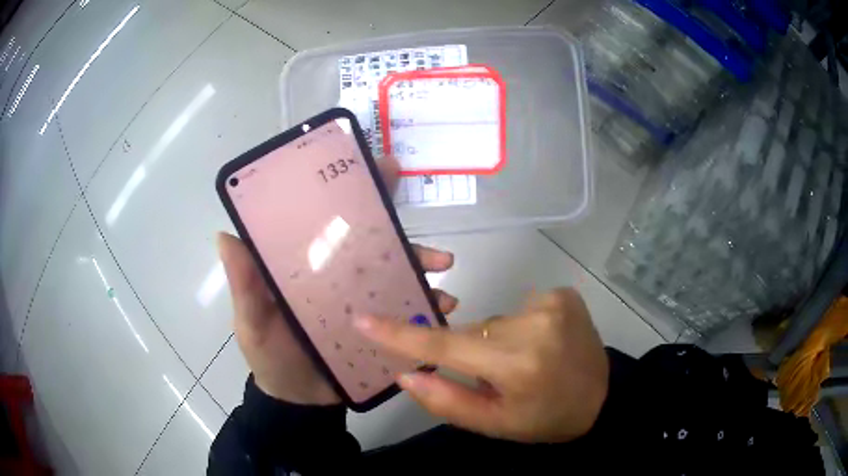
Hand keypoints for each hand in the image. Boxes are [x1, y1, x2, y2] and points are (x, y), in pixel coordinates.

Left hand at [218, 156, 458, 404]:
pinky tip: (443, 308)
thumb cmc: (270, 356)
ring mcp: (362, 299)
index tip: (381, 168)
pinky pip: (406, 308)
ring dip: (422, 264)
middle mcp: (337, 274)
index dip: (353, 190)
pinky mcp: (379, 324)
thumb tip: (224, 236)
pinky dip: (427, 304)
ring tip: (442, 268)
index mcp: (307, 263)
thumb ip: (243, 285)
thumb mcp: (251, 321)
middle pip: (372, 241)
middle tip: (421, 222)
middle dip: (402, 229)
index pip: (329, 219)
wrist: (299, 400)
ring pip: (396, 271)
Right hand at [354, 288, 608, 442]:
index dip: (401, 335)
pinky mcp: (563, 294)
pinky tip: (542, 344)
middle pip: (471, 332)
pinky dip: (520, 327)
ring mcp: (552, 302)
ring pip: (495, 321)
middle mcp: (533, 325)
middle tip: (496, 376)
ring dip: (498, 341)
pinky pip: (520, 309)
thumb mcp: (495, 425)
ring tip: (525, 362)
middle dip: (471, 352)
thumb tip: (405, 374)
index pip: (445, 347)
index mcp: (516, 365)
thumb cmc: (547, 419)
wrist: (602, 398)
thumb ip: (446, 401)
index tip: (364, 320)